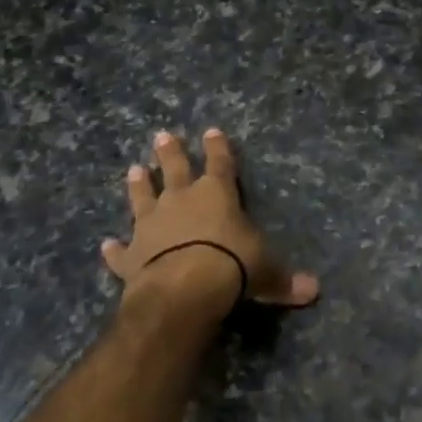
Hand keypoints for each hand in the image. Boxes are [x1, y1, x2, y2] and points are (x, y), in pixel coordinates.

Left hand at [104, 129, 319, 322]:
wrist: (183, 289)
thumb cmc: (232, 266)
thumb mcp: (266, 272)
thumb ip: (285, 280)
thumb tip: (314, 291)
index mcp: (217, 194)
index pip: (220, 163)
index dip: (218, 148)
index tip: (212, 131)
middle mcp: (181, 201)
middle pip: (175, 169)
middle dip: (171, 152)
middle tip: (162, 136)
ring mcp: (152, 226)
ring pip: (142, 198)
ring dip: (139, 185)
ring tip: (133, 170)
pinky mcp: (132, 255)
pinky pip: (121, 250)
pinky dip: (114, 249)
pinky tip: (107, 244)